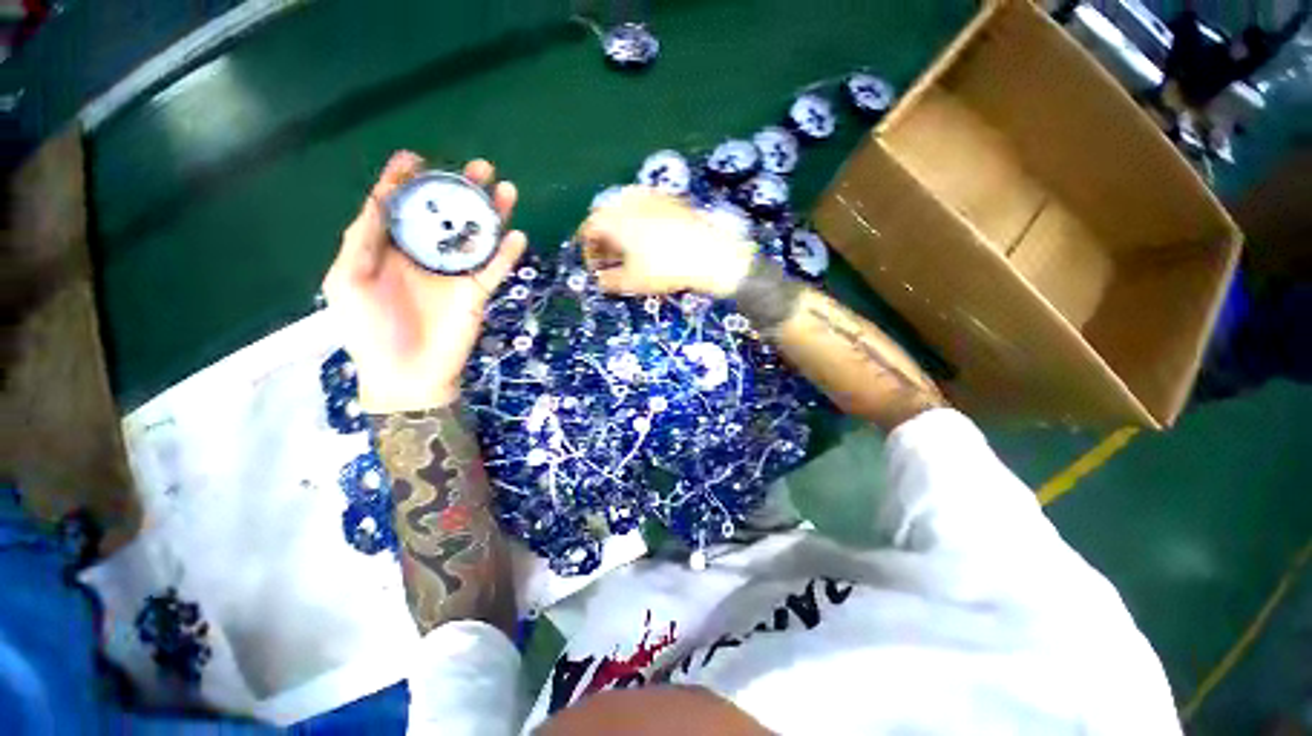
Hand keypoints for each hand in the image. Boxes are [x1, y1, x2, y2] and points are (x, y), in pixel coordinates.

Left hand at [322, 152, 526, 412]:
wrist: (407, 374)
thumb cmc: (370, 330)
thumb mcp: (348, 281)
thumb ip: (361, 240)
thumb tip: (378, 199)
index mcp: (391, 249)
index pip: (401, 207)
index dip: (406, 181)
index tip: (416, 157)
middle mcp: (426, 255)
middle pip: (447, 216)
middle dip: (462, 189)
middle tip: (480, 167)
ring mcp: (455, 274)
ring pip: (477, 237)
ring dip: (492, 214)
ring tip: (506, 190)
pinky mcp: (477, 293)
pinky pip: (496, 269)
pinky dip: (508, 253)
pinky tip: (517, 236)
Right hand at [577, 187, 754, 296]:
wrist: (709, 254)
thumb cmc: (665, 268)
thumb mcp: (632, 282)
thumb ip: (609, 281)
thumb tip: (600, 280)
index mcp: (613, 218)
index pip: (589, 229)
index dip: (588, 251)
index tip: (596, 269)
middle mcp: (628, 200)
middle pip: (606, 217)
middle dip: (605, 240)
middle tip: (612, 261)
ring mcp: (651, 196)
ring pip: (626, 211)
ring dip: (622, 231)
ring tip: (631, 252)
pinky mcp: (671, 199)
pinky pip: (646, 208)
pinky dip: (641, 223)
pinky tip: (652, 241)